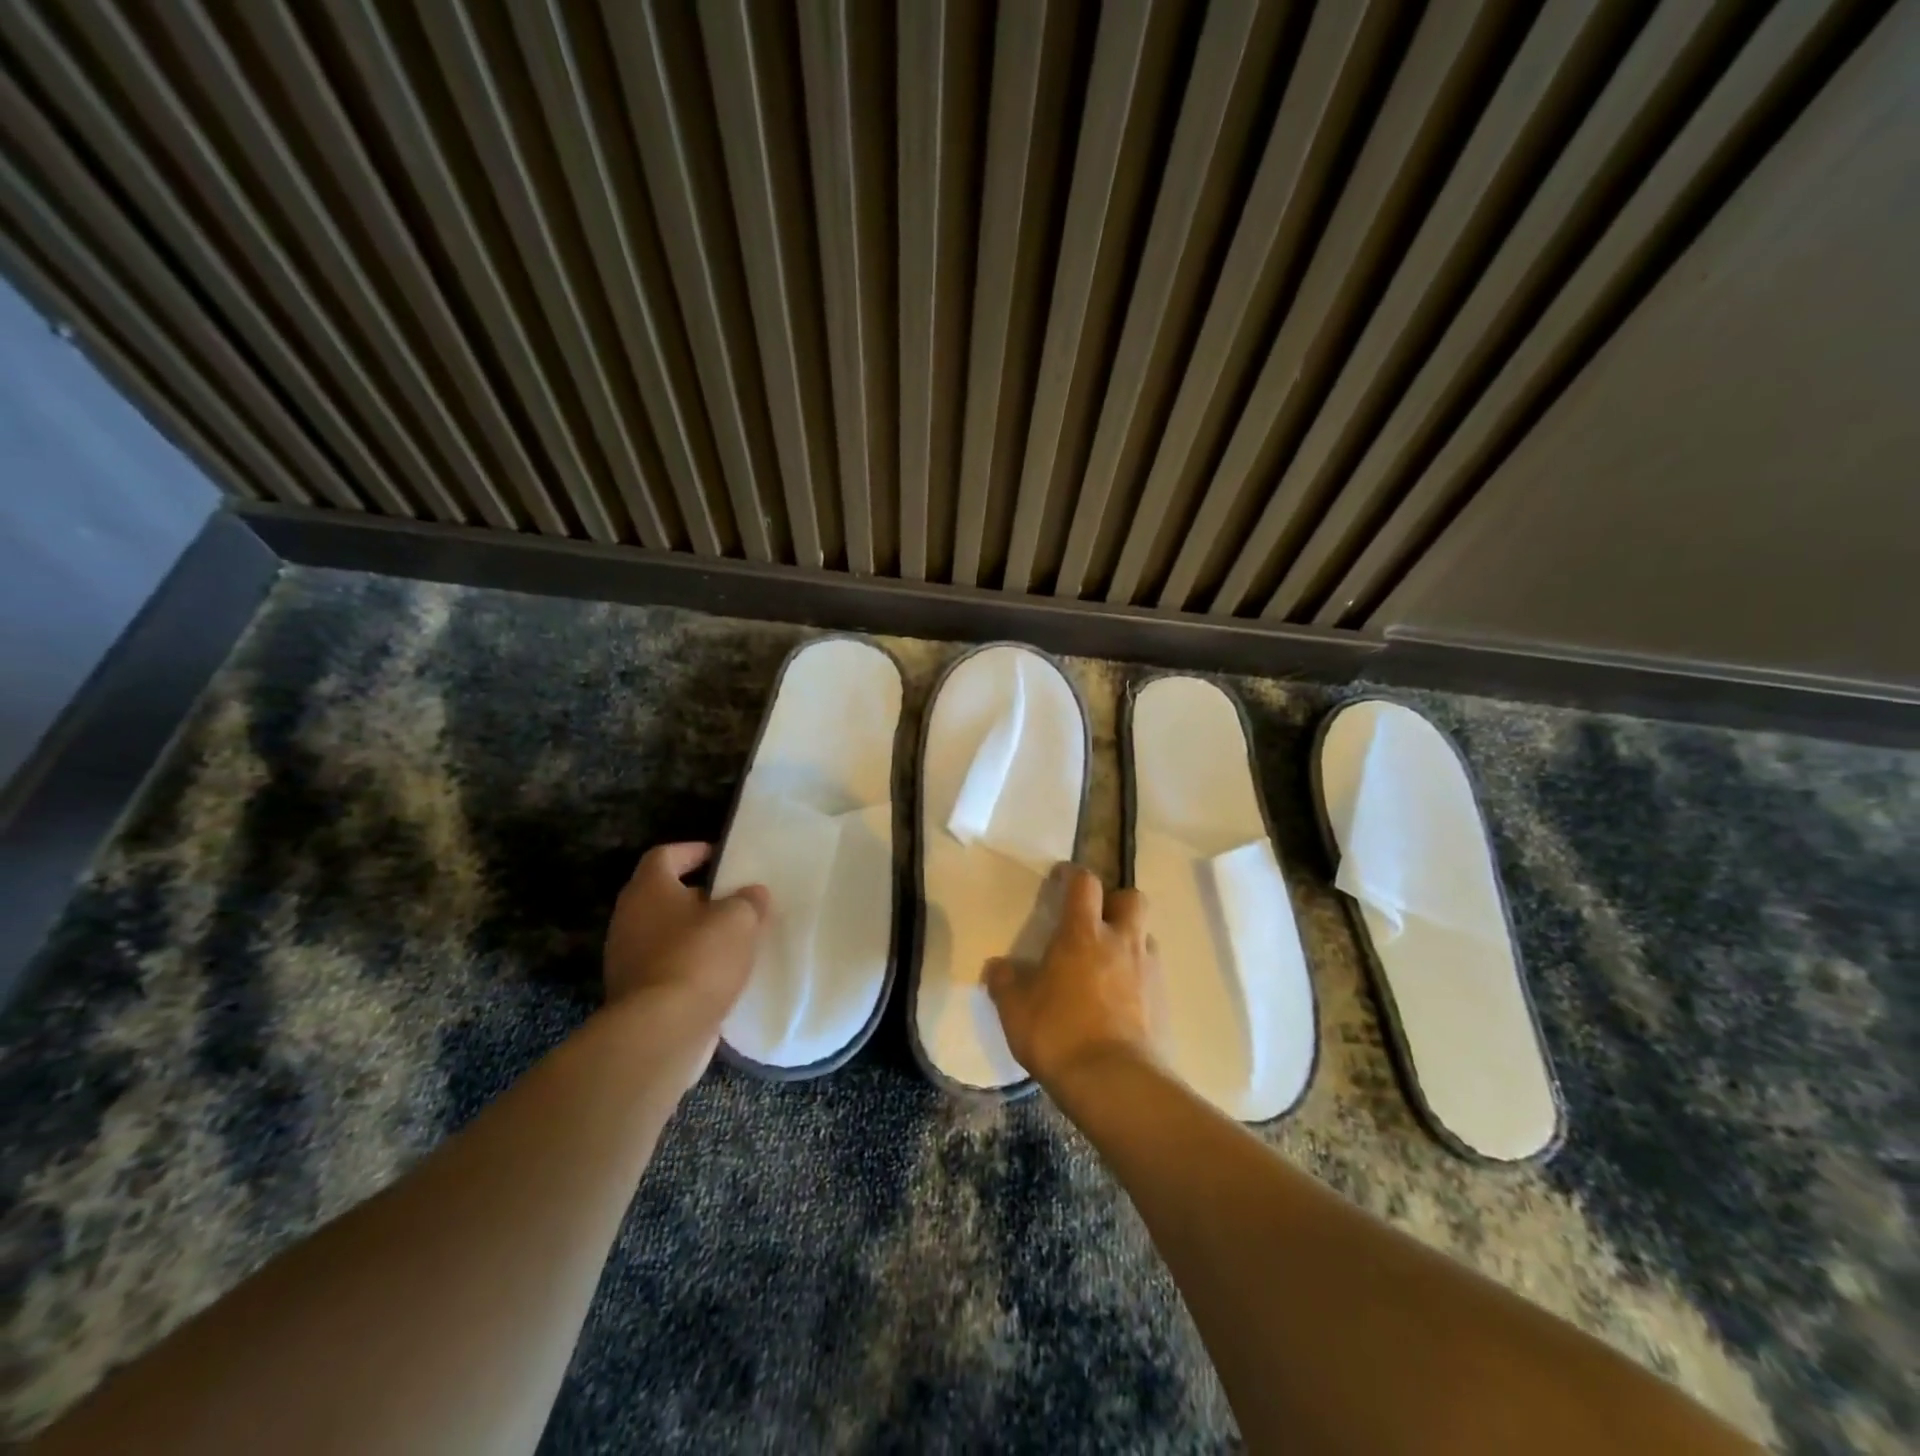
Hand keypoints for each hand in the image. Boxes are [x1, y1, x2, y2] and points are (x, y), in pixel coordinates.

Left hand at [603, 843, 768, 1034]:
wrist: (662, 1030)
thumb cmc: (699, 958)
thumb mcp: (739, 919)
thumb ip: (748, 900)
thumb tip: (752, 893)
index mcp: (649, 889)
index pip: (664, 855)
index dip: (692, 851)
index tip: (720, 857)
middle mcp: (629, 918)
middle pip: (662, 895)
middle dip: (696, 895)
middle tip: (731, 899)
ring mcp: (626, 958)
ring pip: (664, 933)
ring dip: (693, 933)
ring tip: (730, 939)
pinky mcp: (635, 993)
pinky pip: (665, 966)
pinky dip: (688, 965)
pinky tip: (717, 974)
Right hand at [985, 865, 1155, 1086]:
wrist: (1114, 1082)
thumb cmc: (1058, 1033)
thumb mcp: (1015, 1009)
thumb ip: (1004, 982)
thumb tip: (997, 968)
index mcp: (1083, 934)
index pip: (1085, 883)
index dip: (1073, 875)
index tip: (1061, 879)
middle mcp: (1122, 942)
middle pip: (1132, 898)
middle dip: (1115, 902)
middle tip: (1095, 922)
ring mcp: (1148, 971)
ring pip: (1145, 936)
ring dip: (1129, 941)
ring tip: (1108, 965)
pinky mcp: (1164, 1002)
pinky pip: (1152, 974)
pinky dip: (1138, 978)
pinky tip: (1120, 1001)